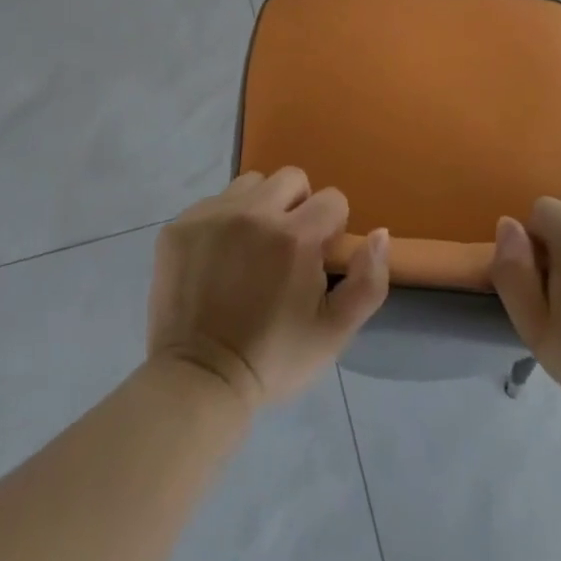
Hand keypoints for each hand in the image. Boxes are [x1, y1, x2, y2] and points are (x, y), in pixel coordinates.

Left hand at [148, 167, 389, 407]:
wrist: (199, 381)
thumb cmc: (274, 359)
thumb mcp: (335, 332)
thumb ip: (369, 280)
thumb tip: (380, 233)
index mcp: (295, 237)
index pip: (332, 199)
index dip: (332, 228)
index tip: (318, 258)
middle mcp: (253, 213)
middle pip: (292, 178)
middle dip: (299, 206)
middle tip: (286, 248)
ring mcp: (212, 216)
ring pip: (251, 184)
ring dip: (260, 207)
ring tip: (251, 248)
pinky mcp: (180, 227)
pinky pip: (214, 202)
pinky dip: (224, 220)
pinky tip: (219, 258)